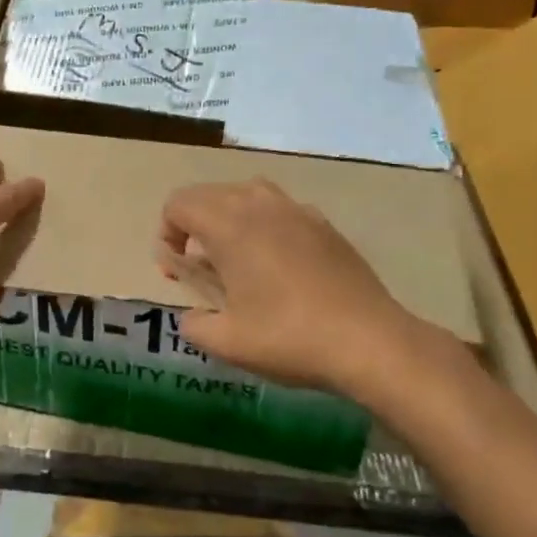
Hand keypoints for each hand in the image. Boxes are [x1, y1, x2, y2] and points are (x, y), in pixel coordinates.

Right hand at [158, 178, 454, 398]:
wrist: (370, 341)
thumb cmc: (289, 338)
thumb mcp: (227, 342)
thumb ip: (194, 326)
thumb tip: (192, 318)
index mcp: (230, 226)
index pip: (179, 203)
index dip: (166, 233)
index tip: (176, 272)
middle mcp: (261, 206)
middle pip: (209, 193)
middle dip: (193, 225)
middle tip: (200, 268)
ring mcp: (298, 211)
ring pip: (247, 194)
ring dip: (229, 218)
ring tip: (236, 259)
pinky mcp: (325, 225)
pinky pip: (281, 209)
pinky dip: (265, 225)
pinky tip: (278, 266)